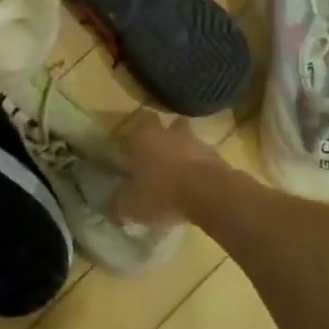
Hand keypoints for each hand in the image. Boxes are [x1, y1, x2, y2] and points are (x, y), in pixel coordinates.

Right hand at [110, 113, 223, 228]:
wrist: (209, 194)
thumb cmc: (162, 193)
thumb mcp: (131, 206)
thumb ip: (119, 205)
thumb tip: (112, 208)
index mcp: (144, 136)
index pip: (139, 120)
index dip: (136, 133)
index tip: (133, 147)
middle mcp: (170, 132)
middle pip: (167, 126)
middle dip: (164, 138)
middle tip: (157, 158)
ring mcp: (196, 142)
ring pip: (188, 141)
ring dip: (184, 153)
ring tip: (178, 175)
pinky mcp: (217, 156)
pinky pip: (204, 159)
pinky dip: (199, 168)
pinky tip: (195, 187)